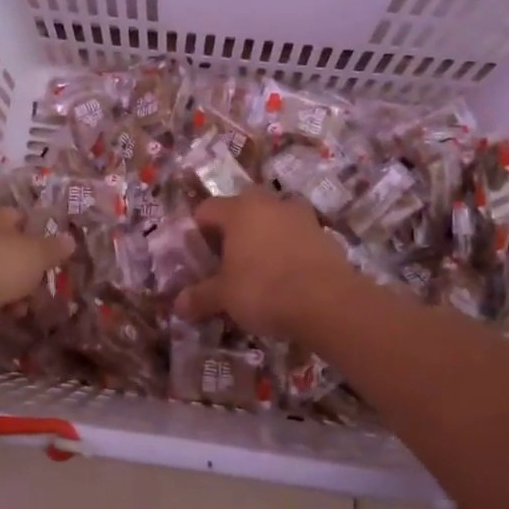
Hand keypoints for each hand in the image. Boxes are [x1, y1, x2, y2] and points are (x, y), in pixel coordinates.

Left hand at [0, 206, 73, 315]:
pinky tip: (5, 317)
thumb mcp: (36, 254)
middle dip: (28, 271)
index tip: (53, 255)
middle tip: (41, 287)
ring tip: (24, 308)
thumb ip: (54, 248)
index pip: (18, 218)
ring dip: (13, 292)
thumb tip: (69, 239)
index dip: (38, 235)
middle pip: (8, 250)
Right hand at [177, 190, 365, 340]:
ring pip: (271, 222)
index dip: (197, 233)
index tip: (197, 259)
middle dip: (231, 234)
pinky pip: (296, 238)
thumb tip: (178, 305)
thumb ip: (200, 296)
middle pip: (241, 211)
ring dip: (262, 240)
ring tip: (258, 272)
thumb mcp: (224, 297)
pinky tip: (287, 280)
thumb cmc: (265, 289)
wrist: (330, 302)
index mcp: (239, 209)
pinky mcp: (325, 235)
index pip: (206, 210)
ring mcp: (301, 217)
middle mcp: (269, 203)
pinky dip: (288, 252)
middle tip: (225, 265)